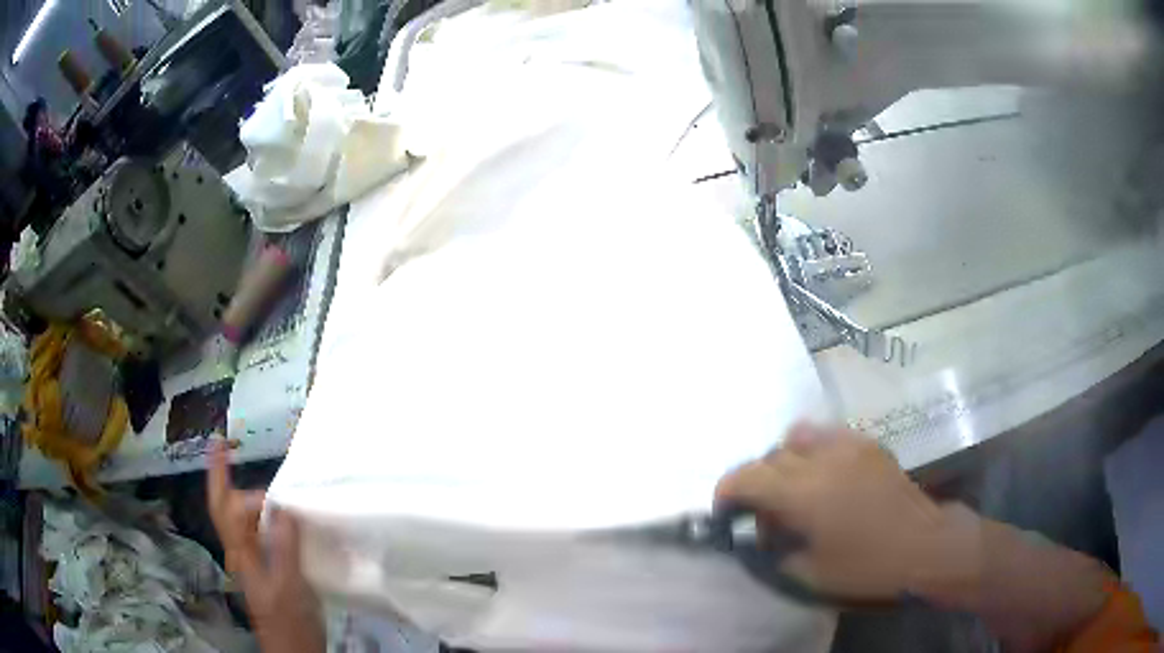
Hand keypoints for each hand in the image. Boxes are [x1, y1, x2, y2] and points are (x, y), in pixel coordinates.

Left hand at [208, 443, 324, 652]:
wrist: (295, 649)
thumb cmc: (289, 620)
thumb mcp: (288, 584)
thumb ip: (283, 545)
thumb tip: (282, 504)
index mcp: (241, 552)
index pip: (223, 506)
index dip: (219, 474)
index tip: (221, 442)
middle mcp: (242, 551)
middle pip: (229, 509)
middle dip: (229, 480)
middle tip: (236, 454)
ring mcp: (255, 561)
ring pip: (246, 520)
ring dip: (252, 497)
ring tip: (271, 484)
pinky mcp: (269, 569)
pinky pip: (265, 533)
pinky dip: (271, 517)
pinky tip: (288, 516)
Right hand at [716, 424, 947, 599]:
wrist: (922, 545)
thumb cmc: (867, 565)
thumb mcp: (811, 574)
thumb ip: (776, 551)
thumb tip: (762, 535)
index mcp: (804, 494)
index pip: (748, 476)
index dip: (727, 490)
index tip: (725, 510)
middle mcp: (821, 460)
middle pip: (771, 456)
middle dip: (756, 481)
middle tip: (764, 512)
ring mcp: (848, 446)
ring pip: (798, 436)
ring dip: (785, 460)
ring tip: (793, 487)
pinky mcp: (868, 445)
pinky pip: (828, 435)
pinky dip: (814, 450)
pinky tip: (825, 475)